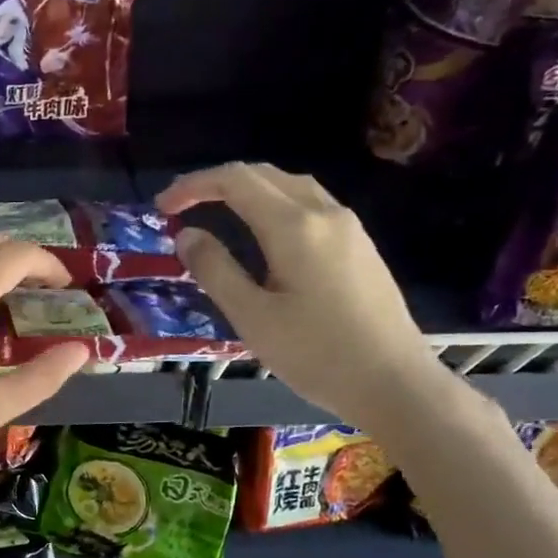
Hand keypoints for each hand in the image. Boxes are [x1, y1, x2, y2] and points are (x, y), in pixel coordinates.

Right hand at [155, 163, 441, 428]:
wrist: (394, 382)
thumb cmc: (316, 354)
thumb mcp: (252, 317)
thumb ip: (215, 270)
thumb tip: (187, 235)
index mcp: (294, 226)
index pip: (236, 181)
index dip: (193, 185)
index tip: (162, 207)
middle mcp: (324, 213)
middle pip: (265, 174)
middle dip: (218, 182)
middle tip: (182, 207)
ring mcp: (348, 227)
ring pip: (291, 186)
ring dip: (249, 189)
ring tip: (217, 212)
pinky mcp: (360, 245)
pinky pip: (310, 205)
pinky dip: (274, 204)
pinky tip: (264, 233)